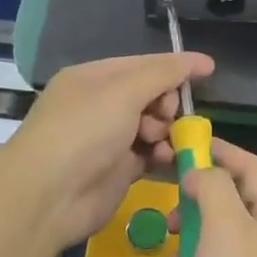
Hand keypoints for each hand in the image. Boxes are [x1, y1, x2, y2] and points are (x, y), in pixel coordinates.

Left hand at [1, 51, 214, 252]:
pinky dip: (161, 155)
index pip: (143, 64)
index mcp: (94, 78)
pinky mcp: (117, 171)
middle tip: (165, 116)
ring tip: (161, 142)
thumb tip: (202, 61)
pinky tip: (165, 160)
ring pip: (153, 126)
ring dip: (166, 132)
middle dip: (166, 104)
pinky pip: (150, 155)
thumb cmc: (84, 130)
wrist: (48, 196)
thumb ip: (164, 73)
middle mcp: (100, 105)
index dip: (175, 67)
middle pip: (150, 95)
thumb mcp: (124, 91)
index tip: (208, 71)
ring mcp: (108, 140)